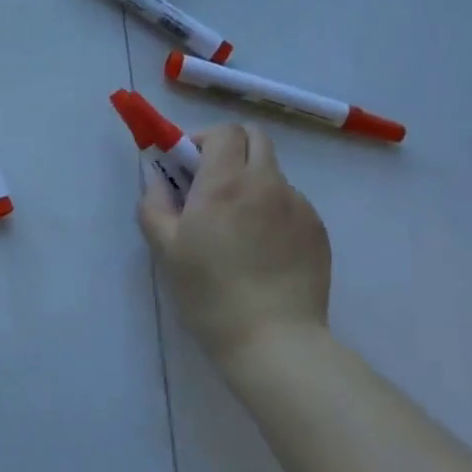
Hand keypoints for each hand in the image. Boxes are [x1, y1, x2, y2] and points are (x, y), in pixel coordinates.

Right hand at [139, 124, 331, 366]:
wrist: (274, 339)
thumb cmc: (210, 294)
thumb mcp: (166, 250)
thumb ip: (154, 204)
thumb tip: (156, 178)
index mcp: (226, 183)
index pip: (224, 131)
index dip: (203, 139)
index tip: (188, 165)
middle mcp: (267, 183)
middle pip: (256, 138)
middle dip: (231, 148)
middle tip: (210, 182)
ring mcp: (298, 206)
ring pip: (273, 173)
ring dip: (251, 181)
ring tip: (237, 226)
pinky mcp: (317, 230)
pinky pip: (291, 203)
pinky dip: (272, 209)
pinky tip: (262, 249)